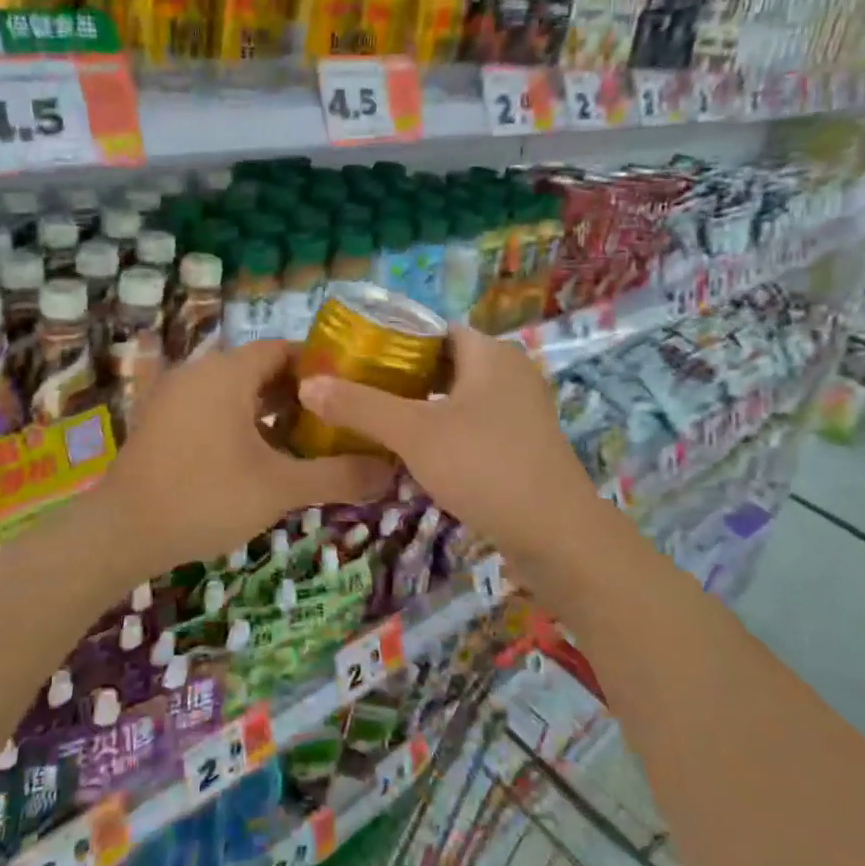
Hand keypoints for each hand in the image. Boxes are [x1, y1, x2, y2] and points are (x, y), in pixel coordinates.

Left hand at [93, 341, 394, 572]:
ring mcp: (174, 395)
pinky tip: (258, 457)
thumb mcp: (279, 488)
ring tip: (303, 441)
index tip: (349, 393)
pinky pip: (210, 407)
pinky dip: (238, 422)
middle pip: (259, 369)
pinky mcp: (160, 420)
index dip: (319, 367)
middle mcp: (199, 372)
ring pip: (234, 390)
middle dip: (297, 393)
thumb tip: (391, 471)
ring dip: (268, 410)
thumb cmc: (205, 497)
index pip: (283, 349)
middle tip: (333, 422)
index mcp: (227, 373)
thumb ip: (337, 476)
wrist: (122, 532)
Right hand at [296, 327, 594, 566]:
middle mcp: (511, 372)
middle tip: (358, 394)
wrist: (557, 536)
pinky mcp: (524, 443)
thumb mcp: (413, 433)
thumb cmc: (484, 466)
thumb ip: (360, 406)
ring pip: (459, 396)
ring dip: (422, 407)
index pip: (433, 330)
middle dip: (402, 377)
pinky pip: (475, 423)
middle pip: (445, 363)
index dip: (392, 341)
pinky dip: (445, 430)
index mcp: (491, 353)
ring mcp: (522, 409)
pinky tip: (417, 453)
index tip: (354, 361)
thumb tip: (307, 384)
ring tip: (378, 423)